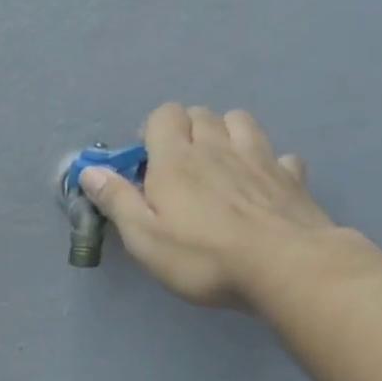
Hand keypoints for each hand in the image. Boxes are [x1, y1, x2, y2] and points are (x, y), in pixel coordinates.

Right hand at [79, 102, 335, 307]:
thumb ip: (116, 201)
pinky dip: (265, 164)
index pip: (164, 115)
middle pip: (201, 115)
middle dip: (186, 132)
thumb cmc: (201, 256)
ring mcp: (260, 157)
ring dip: (225, 135)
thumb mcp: (143, 237)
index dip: (151, 132)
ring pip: (240, 122)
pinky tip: (259, 186)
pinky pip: (277, 155)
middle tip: (176, 170)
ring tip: (217, 167)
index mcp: (176, 159)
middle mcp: (218, 146)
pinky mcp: (291, 177)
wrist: (283, 266)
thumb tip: (90, 171)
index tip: (145, 165)